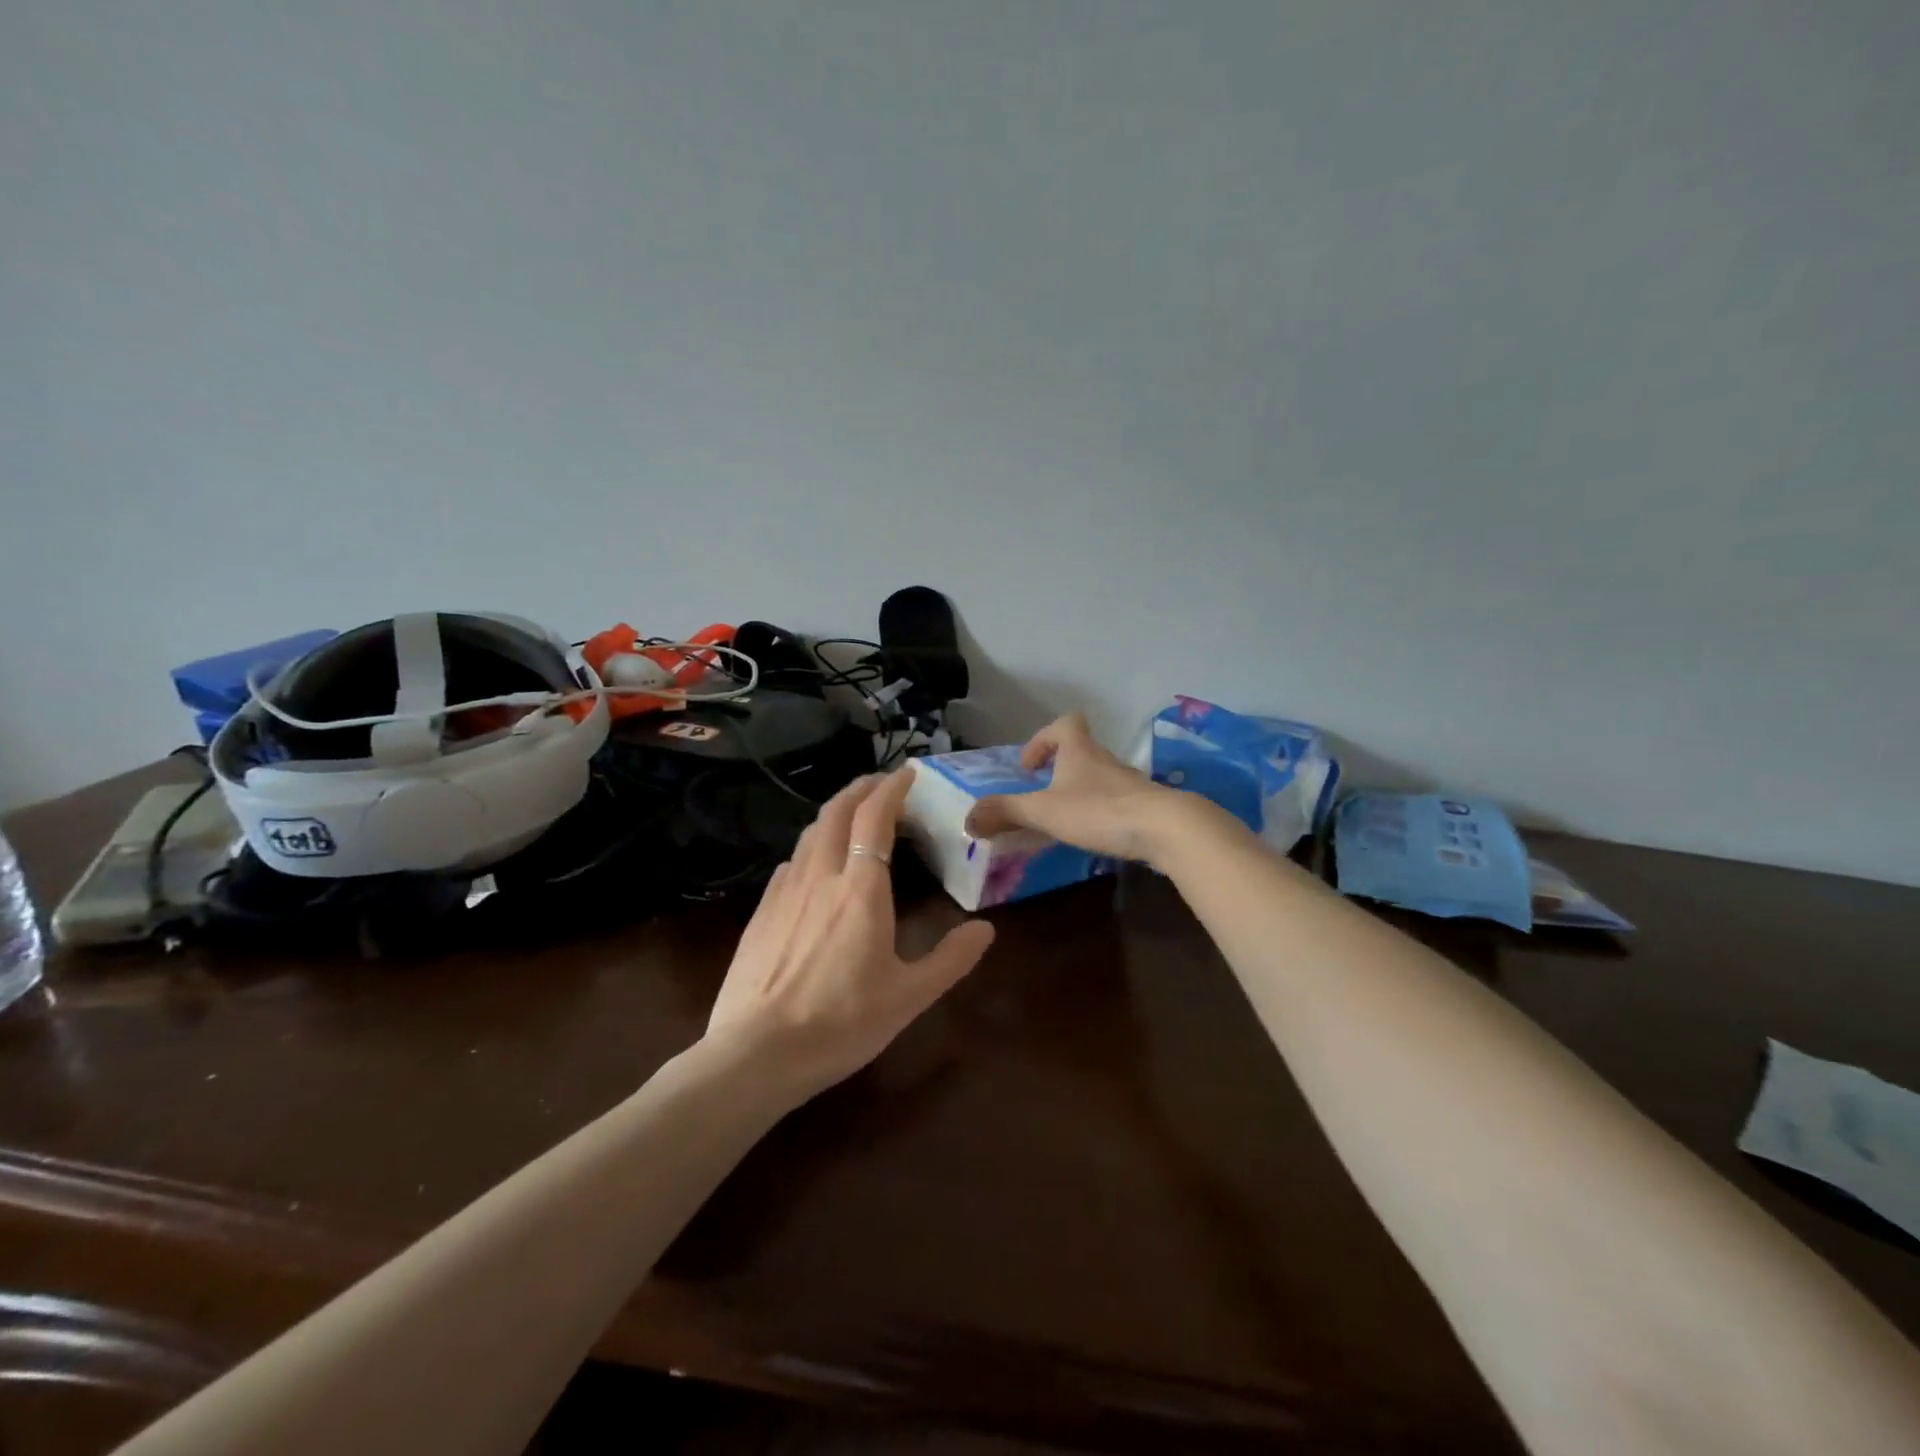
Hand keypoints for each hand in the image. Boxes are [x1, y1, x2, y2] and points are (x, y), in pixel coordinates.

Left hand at [705, 770, 995, 1101]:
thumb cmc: (841, 1023)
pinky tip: (816, 865)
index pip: (874, 818)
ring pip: (810, 833)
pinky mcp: (761, 911)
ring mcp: (784, 891)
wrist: (755, 1053)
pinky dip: (812, 846)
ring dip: (835, 813)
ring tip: (853, 815)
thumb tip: (986, 930)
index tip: (908, 775)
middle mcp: (820, 876)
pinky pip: (792, 862)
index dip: (892, 789)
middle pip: (836, 811)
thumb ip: (950, 959)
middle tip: (881, 783)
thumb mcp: (908, 997)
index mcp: (860, 889)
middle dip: (861, 788)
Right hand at [964, 714, 1191, 863]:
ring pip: (1099, 777)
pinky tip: (1094, 835)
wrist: (1164, 828)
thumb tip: (968, 819)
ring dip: (1080, 791)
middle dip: (1059, 769)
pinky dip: (1101, 812)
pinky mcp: (1145, 806)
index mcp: (1080, 751)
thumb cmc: (1098, 810)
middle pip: (1081, 751)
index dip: (1044, 739)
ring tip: (1064, 819)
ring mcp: (1129, 783)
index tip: (1030, 765)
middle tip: (1042, 795)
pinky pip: (1117, 801)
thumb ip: (1005, 813)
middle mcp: (1105, 760)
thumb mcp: (1043, 811)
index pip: (1065, 724)